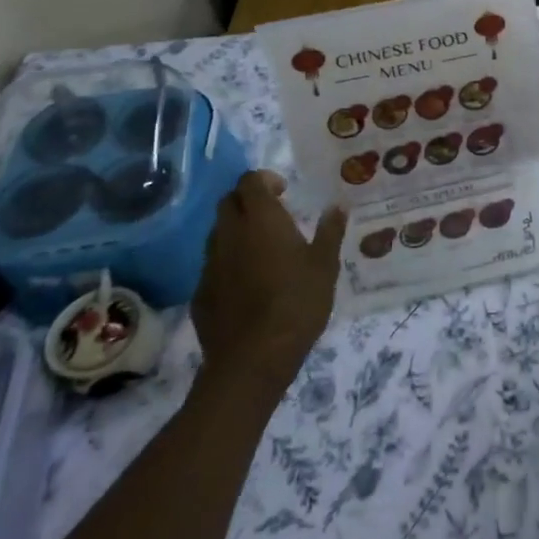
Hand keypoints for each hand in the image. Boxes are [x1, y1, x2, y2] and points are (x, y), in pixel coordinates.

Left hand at [192, 171, 347, 381]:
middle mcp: (230, 234)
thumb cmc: (297, 303)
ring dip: (236, 230)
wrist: (253, 359)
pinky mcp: (200, 292)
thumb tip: (338, 205)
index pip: (249, 181)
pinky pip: (213, 264)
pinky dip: (228, 262)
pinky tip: (248, 283)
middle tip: (272, 214)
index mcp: (261, 220)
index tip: (283, 192)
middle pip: (228, 202)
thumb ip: (330, 231)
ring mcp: (211, 264)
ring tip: (261, 248)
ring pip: (218, 233)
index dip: (264, 180)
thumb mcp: (325, 265)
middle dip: (247, 200)